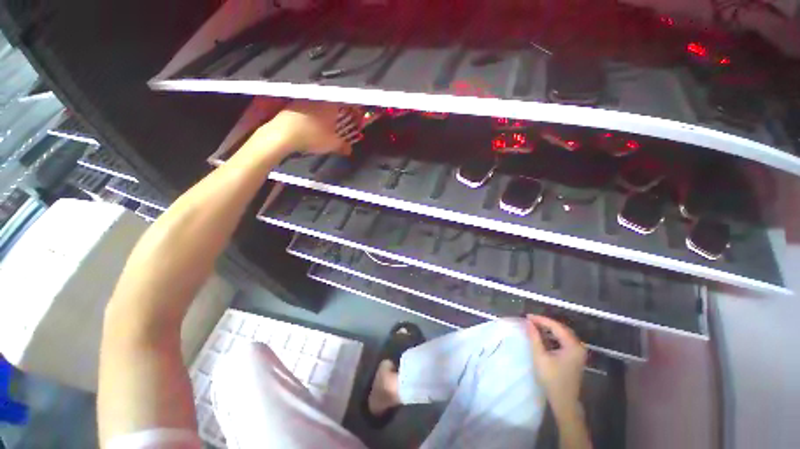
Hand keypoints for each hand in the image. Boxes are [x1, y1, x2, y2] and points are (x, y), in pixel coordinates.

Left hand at [257, 100, 359, 156]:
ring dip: (327, 113)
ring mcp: (305, 99)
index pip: (347, 102)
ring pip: (321, 104)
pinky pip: (309, 107)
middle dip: (341, 112)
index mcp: (331, 104)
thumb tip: (349, 150)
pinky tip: (313, 124)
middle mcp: (319, 98)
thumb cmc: (312, 136)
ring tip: (329, 125)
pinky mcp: (294, 104)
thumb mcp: (332, 144)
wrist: (282, 134)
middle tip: (344, 123)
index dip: (354, 110)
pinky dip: (314, 115)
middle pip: (334, 102)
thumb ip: (343, 146)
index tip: (357, 117)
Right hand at [525, 315, 586, 415]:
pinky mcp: (575, 356)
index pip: (555, 326)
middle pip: (560, 328)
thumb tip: (528, 322)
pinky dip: (552, 336)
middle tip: (529, 320)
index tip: (527, 316)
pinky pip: (563, 340)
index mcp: (573, 346)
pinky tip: (543, 336)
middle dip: (545, 322)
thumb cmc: (552, 379)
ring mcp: (578, 352)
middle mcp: (578, 346)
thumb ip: (534, 338)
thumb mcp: (540, 357)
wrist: (564, 402)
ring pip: (562, 334)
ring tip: (534, 326)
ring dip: (548, 329)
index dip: (540, 319)